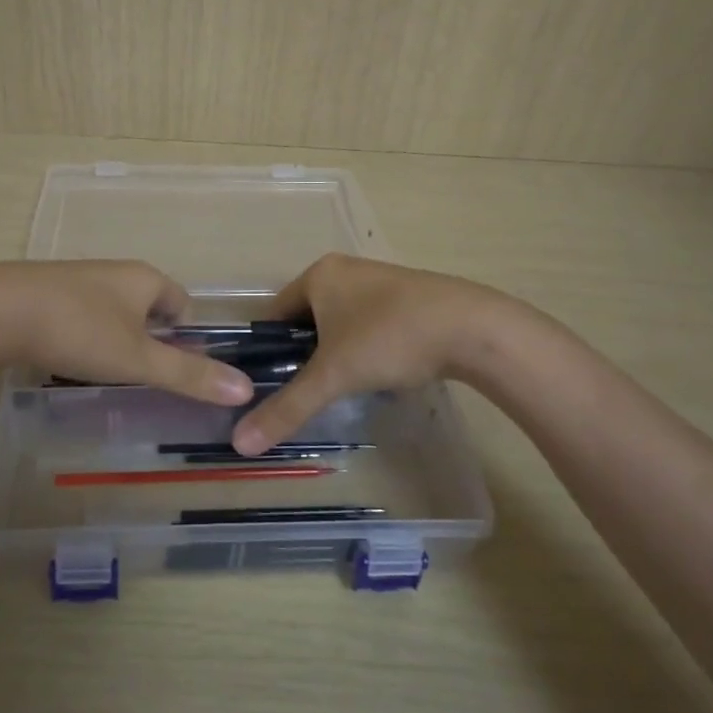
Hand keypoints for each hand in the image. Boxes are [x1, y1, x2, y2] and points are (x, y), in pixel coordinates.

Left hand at [0, 260, 255, 404]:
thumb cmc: (78, 330)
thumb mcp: (138, 359)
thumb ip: (189, 375)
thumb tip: (245, 387)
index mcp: (145, 279)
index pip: (183, 303)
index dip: (188, 337)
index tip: (178, 370)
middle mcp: (115, 271)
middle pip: (148, 306)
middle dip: (151, 339)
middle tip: (143, 377)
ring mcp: (78, 278)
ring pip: (113, 310)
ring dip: (116, 338)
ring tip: (107, 372)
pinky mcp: (46, 290)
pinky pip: (81, 313)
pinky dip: (84, 335)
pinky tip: (68, 358)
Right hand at [232, 254, 512, 453]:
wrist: (472, 327)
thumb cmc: (389, 339)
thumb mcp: (333, 376)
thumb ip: (287, 407)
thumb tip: (240, 443)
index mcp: (318, 274)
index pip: (274, 313)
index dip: (268, 350)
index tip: (270, 385)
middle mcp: (345, 269)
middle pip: (307, 318)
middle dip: (304, 353)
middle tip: (308, 390)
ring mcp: (379, 280)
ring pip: (340, 321)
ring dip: (336, 351)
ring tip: (342, 386)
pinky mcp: (408, 296)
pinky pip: (369, 322)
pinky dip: (365, 346)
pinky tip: (378, 372)